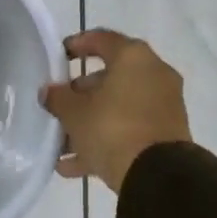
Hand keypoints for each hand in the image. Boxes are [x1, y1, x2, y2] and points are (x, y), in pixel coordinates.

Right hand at [40, 30, 191, 192]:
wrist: (158, 178)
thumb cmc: (112, 129)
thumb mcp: (74, 113)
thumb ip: (57, 97)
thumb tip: (49, 92)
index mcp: (133, 57)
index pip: (101, 39)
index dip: (76, 45)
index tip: (58, 56)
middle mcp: (154, 75)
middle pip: (111, 77)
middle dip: (81, 93)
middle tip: (58, 105)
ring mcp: (164, 106)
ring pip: (119, 107)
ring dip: (91, 121)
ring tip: (61, 142)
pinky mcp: (167, 135)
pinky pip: (130, 130)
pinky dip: (106, 141)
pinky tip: (73, 165)